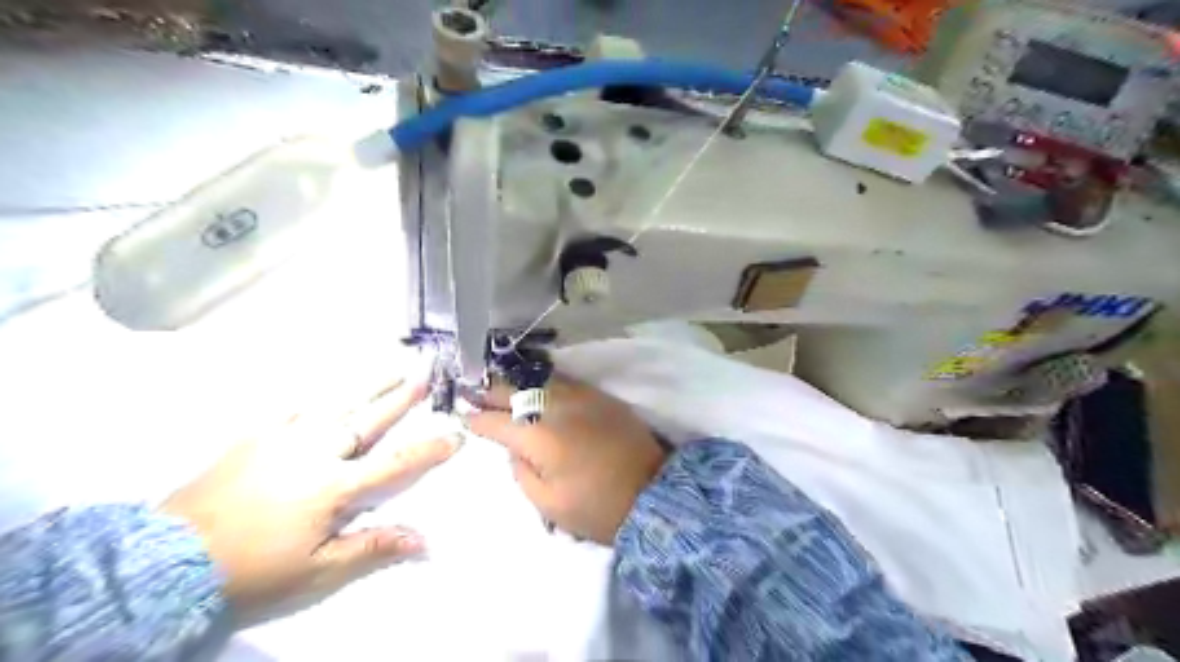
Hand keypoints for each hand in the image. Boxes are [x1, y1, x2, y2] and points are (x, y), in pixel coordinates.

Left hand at [162, 377, 458, 625]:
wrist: (169, 558)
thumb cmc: (253, 568)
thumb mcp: (317, 570)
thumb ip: (372, 548)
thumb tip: (425, 541)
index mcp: (335, 485)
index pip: (396, 462)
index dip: (430, 448)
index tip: (455, 433)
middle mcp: (316, 452)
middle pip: (369, 419)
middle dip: (402, 397)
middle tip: (425, 373)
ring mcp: (284, 439)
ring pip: (336, 404)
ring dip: (368, 386)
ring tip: (391, 367)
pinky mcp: (256, 436)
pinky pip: (293, 407)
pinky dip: (316, 395)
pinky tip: (325, 388)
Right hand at [473, 375, 672, 545]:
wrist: (653, 493)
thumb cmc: (597, 508)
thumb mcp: (548, 503)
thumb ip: (521, 471)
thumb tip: (515, 447)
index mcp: (541, 437)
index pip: (498, 422)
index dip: (477, 419)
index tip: (463, 415)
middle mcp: (558, 408)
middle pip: (515, 393)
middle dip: (490, 391)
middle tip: (471, 389)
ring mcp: (582, 397)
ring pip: (539, 381)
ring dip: (515, 382)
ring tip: (497, 383)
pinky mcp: (601, 396)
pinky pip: (565, 382)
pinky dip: (543, 382)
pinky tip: (535, 385)